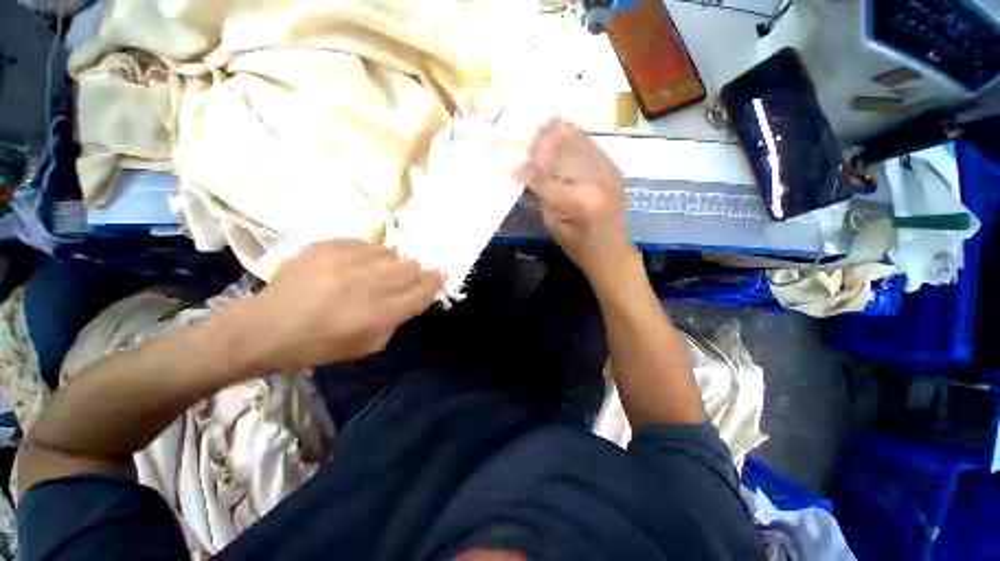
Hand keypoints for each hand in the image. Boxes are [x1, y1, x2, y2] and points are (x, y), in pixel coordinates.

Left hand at [226, 240, 443, 372]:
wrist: (267, 327)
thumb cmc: (321, 344)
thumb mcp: (369, 345)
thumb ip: (396, 319)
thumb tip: (411, 296)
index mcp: (380, 313)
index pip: (422, 291)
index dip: (434, 282)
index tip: (440, 274)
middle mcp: (370, 284)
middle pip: (410, 267)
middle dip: (411, 273)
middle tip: (398, 280)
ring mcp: (348, 261)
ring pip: (389, 252)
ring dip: (387, 263)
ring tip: (370, 272)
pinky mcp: (328, 246)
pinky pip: (364, 243)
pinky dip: (365, 254)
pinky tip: (350, 265)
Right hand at [513, 120, 635, 286]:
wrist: (611, 251)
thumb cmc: (578, 245)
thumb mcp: (552, 225)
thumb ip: (540, 195)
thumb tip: (522, 173)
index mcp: (579, 200)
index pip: (546, 177)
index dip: (528, 171)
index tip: (514, 169)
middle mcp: (597, 179)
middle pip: (563, 149)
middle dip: (541, 145)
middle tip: (527, 148)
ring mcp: (609, 170)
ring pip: (578, 139)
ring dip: (556, 137)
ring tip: (540, 140)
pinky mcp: (614, 167)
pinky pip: (589, 145)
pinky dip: (571, 141)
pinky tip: (559, 144)